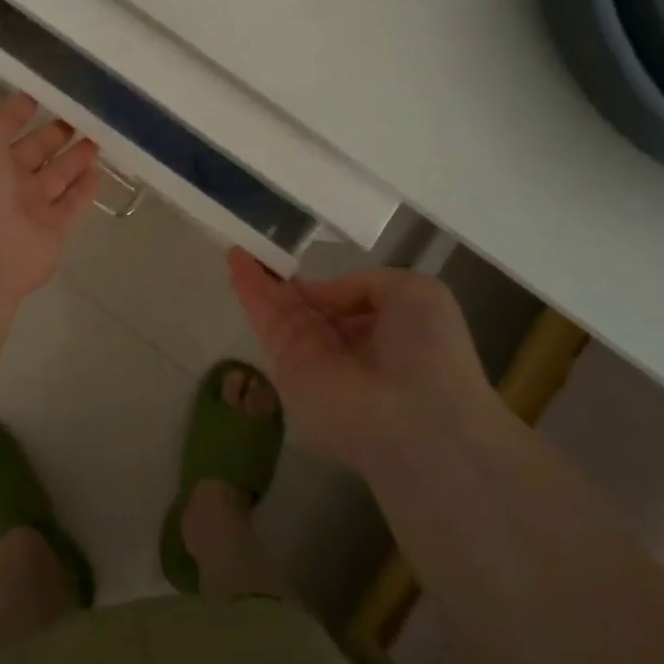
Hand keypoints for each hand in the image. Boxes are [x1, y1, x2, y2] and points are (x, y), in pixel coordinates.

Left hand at [0, 64, 100, 307]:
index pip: (2, 120)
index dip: (21, 103)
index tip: (49, 83)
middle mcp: (0, 176)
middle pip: (34, 147)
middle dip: (56, 128)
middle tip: (87, 107)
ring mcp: (27, 205)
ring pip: (57, 175)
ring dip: (76, 154)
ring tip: (103, 131)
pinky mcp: (51, 230)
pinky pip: (73, 204)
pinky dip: (86, 188)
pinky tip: (101, 168)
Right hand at [227, 252, 503, 473]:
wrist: (415, 416)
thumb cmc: (428, 350)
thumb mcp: (415, 292)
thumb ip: (365, 283)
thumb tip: (323, 295)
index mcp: (381, 330)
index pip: (342, 303)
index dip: (320, 284)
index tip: (300, 261)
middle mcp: (344, 346)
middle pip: (305, 306)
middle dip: (281, 280)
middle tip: (256, 249)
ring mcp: (312, 357)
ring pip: (280, 310)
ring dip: (258, 278)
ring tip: (236, 247)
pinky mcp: (285, 366)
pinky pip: (266, 321)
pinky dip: (249, 290)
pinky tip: (236, 260)